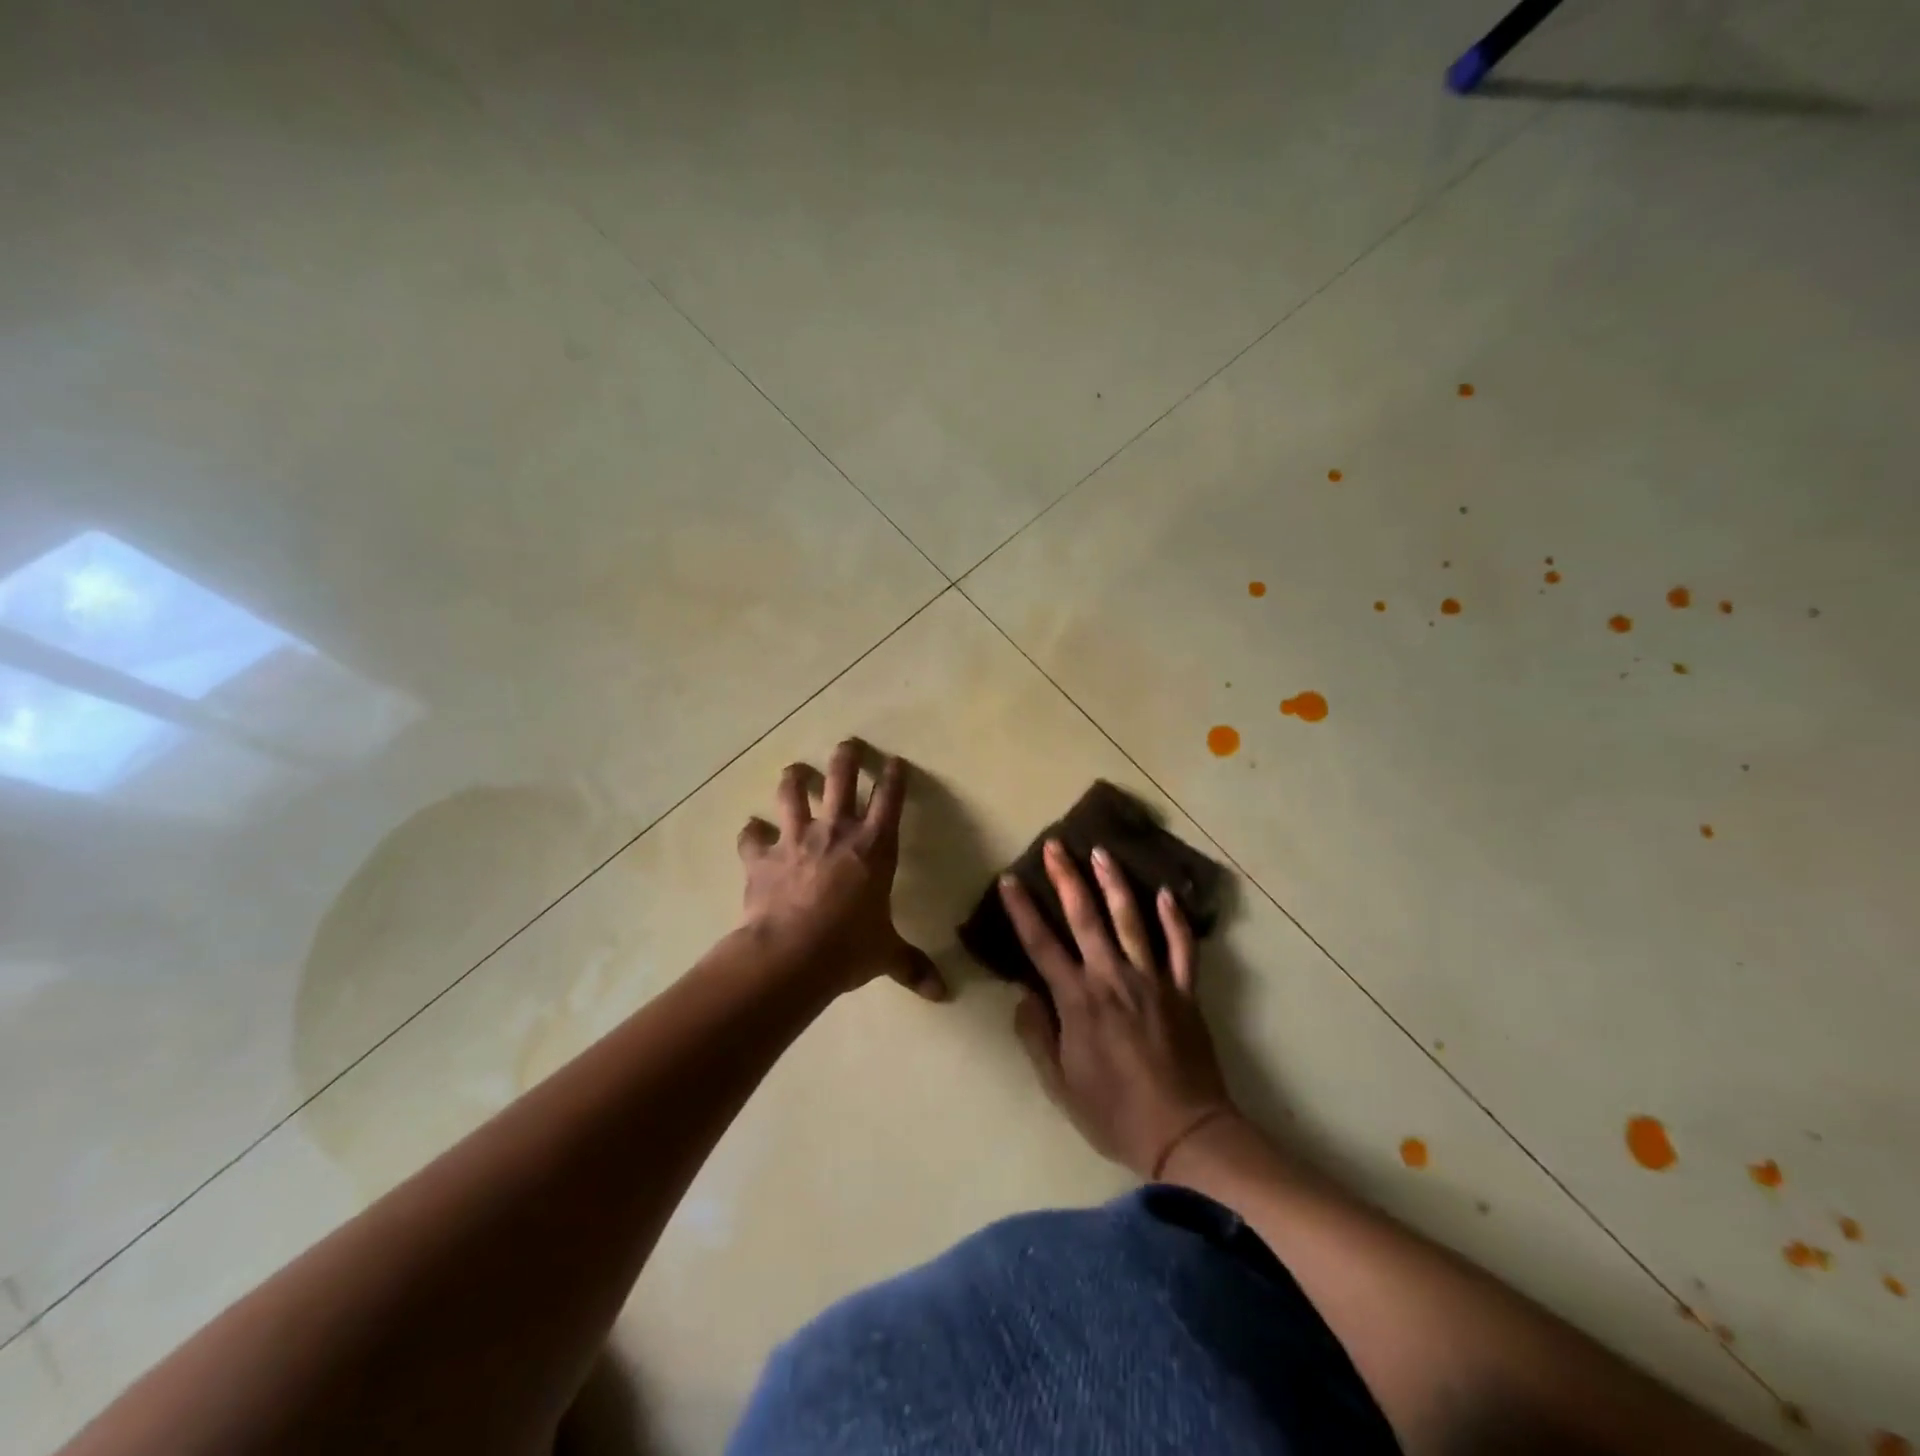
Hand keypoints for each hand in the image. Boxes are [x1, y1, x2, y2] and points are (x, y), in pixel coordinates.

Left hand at [737, 739, 946, 1000]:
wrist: (792, 954)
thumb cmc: (849, 946)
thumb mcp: (886, 954)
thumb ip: (912, 966)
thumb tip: (942, 994)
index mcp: (875, 847)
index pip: (890, 799)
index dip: (894, 777)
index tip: (895, 761)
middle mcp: (837, 831)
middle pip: (841, 779)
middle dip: (846, 757)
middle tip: (847, 744)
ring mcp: (796, 839)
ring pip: (793, 794)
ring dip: (793, 779)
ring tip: (794, 770)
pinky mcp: (762, 857)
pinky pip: (752, 837)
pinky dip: (751, 832)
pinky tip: (750, 829)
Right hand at [999, 840, 1235, 1177]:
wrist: (1184, 1133)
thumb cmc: (1114, 1113)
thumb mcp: (1060, 1084)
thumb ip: (1038, 1035)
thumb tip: (1024, 994)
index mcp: (1078, 1001)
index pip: (1042, 945)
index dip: (1023, 910)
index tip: (1010, 880)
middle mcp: (1113, 978)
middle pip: (1086, 918)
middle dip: (1067, 878)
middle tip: (1056, 845)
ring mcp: (1153, 980)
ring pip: (1132, 921)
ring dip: (1114, 883)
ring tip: (1102, 851)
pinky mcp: (1184, 991)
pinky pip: (1181, 947)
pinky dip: (1175, 919)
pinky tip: (1166, 892)